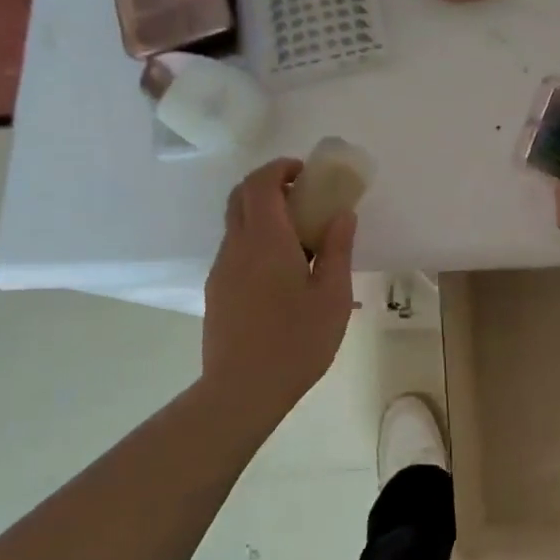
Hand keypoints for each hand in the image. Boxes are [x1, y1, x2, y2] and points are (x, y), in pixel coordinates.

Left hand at [202, 158, 356, 415]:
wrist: (242, 390)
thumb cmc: (297, 341)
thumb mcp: (333, 295)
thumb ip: (338, 249)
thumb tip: (342, 215)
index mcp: (266, 241)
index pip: (261, 184)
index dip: (280, 168)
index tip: (306, 173)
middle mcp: (237, 247)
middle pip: (240, 196)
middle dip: (268, 184)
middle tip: (301, 196)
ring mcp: (222, 269)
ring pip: (235, 224)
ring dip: (262, 214)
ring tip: (298, 238)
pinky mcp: (217, 291)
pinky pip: (234, 249)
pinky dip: (255, 240)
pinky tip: (281, 272)